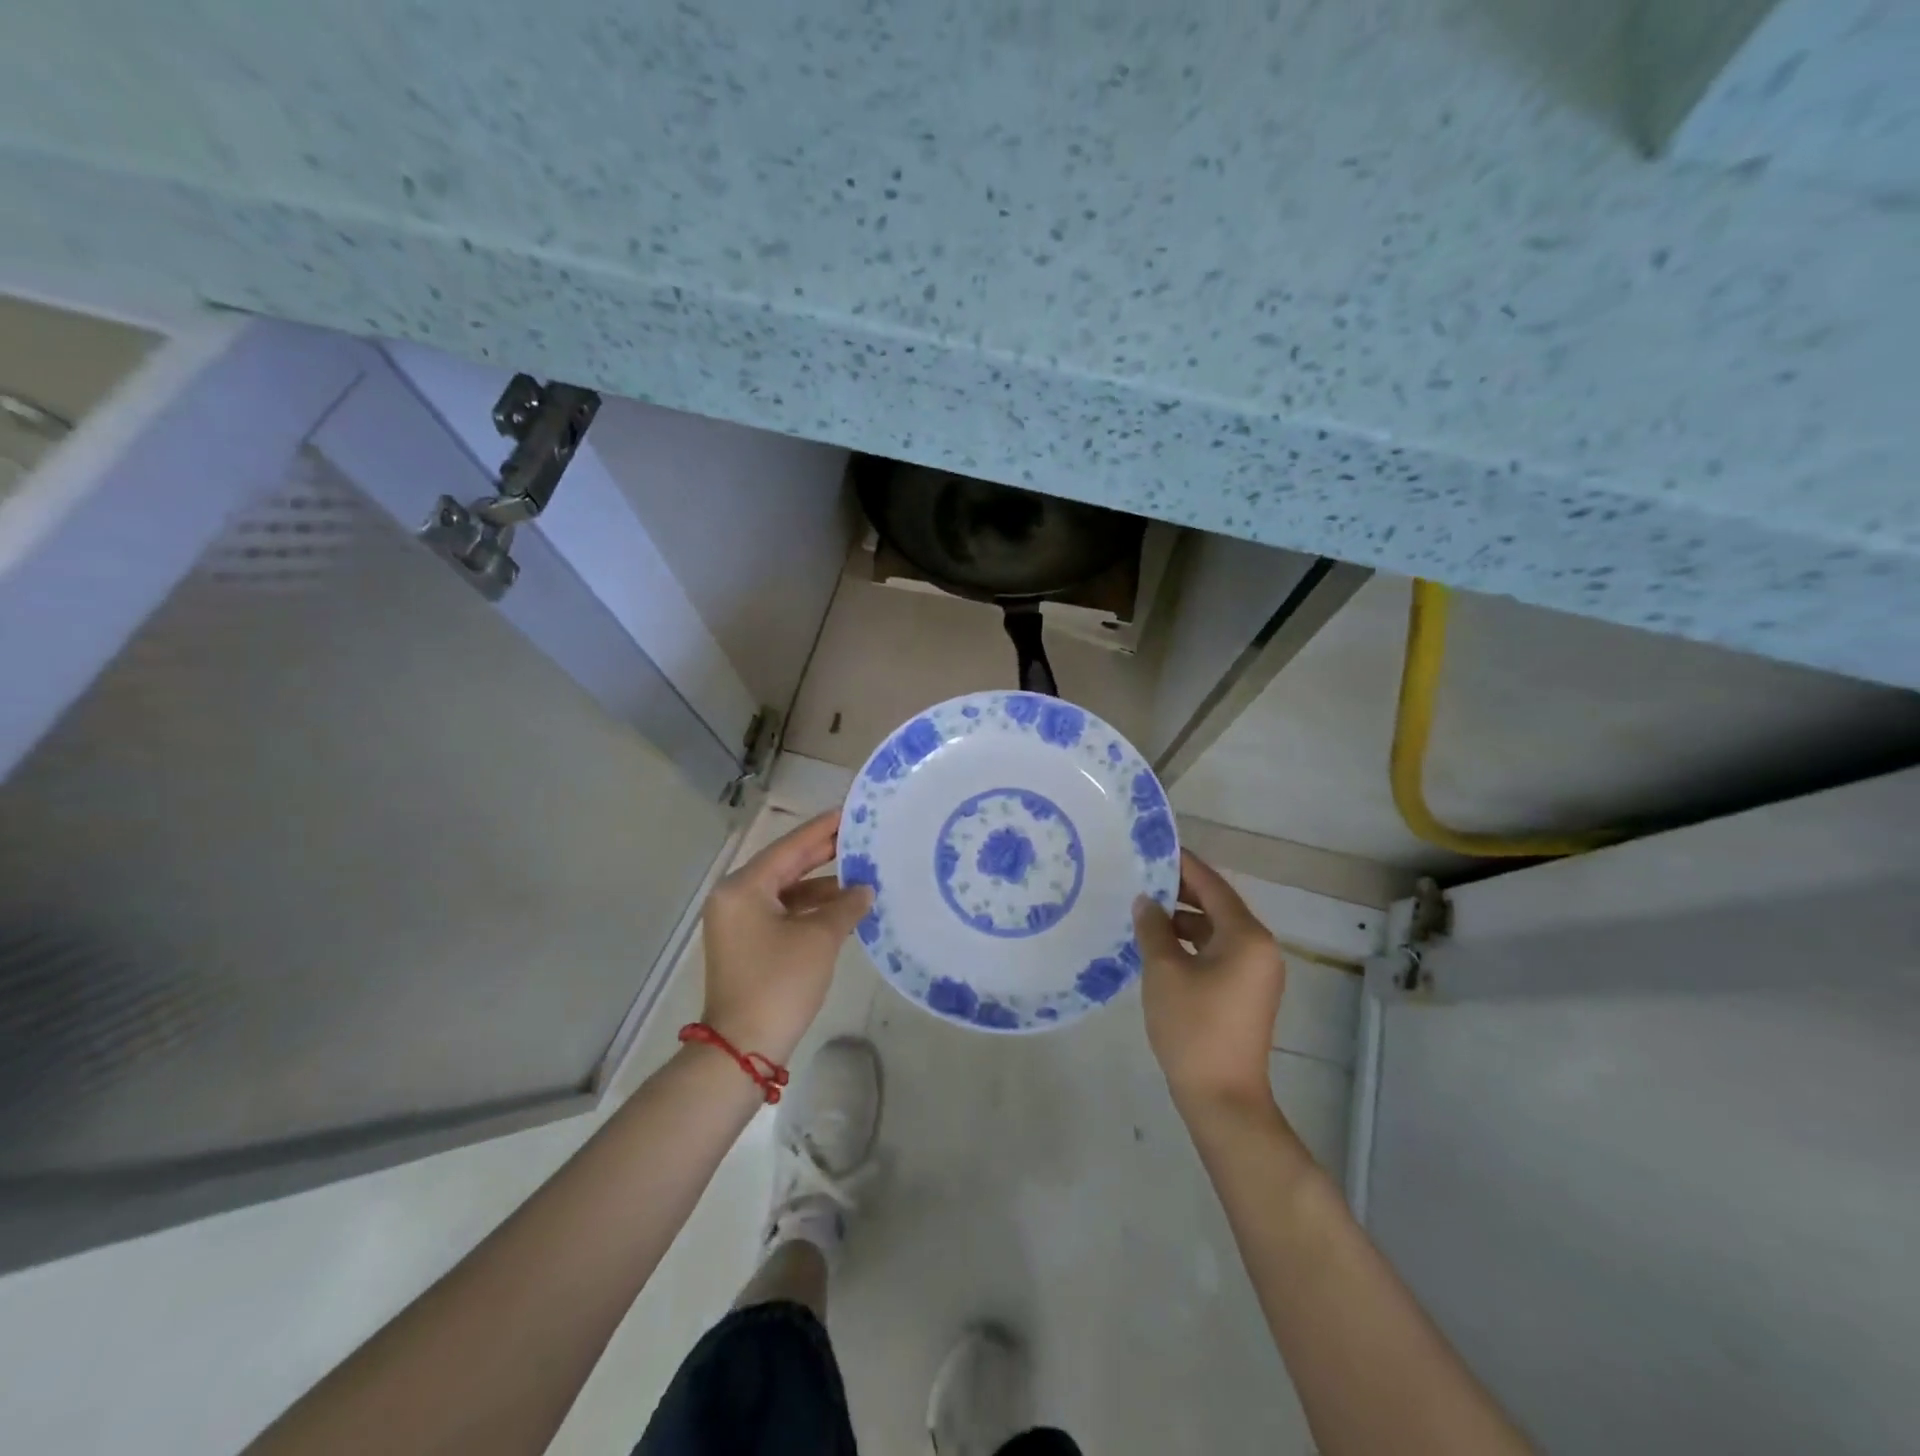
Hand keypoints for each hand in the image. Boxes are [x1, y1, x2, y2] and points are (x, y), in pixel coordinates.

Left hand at [699, 811, 873, 1062]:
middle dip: (823, 854)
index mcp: (744, 887)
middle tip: (860, 837)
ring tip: (861, 876)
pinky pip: (782, 913)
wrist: (744, 1047)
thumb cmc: (780, 982)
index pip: (790, 847)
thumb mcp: (819, 938)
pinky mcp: (748, 944)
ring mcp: (739, 923)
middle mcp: (735, 898)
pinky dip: (810, 909)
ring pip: (786, 891)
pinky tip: (842, 909)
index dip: (822, 830)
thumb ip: (845, 906)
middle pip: (785, 866)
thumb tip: (864, 890)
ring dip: (822, 886)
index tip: (850, 812)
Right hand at [1133, 850, 1285, 1117]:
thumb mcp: (1164, 970)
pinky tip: (1159, 944)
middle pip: (1217, 906)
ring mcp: (1255, 972)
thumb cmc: (1193, 1027)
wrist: (1222, 1097)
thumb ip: (1153, 928)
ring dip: (1183, 919)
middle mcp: (1259, 948)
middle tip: (1142, 877)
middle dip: (1180, 892)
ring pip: (1216, 930)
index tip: (1155, 848)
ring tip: (1143, 910)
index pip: (1213, 886)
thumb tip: (1146, 901)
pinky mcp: (1245, 992)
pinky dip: (1191, 943)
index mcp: (1247, 936)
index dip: (1184, 865)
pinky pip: (1217, 952)